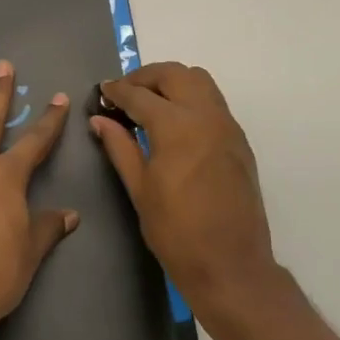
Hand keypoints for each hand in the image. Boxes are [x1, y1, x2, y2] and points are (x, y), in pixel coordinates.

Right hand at [90, 62, 281, 327]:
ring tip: (149, 102)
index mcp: (177, 127)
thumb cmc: (176, 232)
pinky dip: (190, 98)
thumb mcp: (140, 189)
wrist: (231, 266)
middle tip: (124, 92)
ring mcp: (227, 127)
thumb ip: (119, 147)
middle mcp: (206, 116)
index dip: (117, 91)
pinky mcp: (239, 141)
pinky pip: (213, 102)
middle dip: (146, 77)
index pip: (140, 95)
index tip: (102, 91)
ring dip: (172, 82)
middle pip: (175, 74)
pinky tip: (174, 122)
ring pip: (200, 81)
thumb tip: (100, 119)